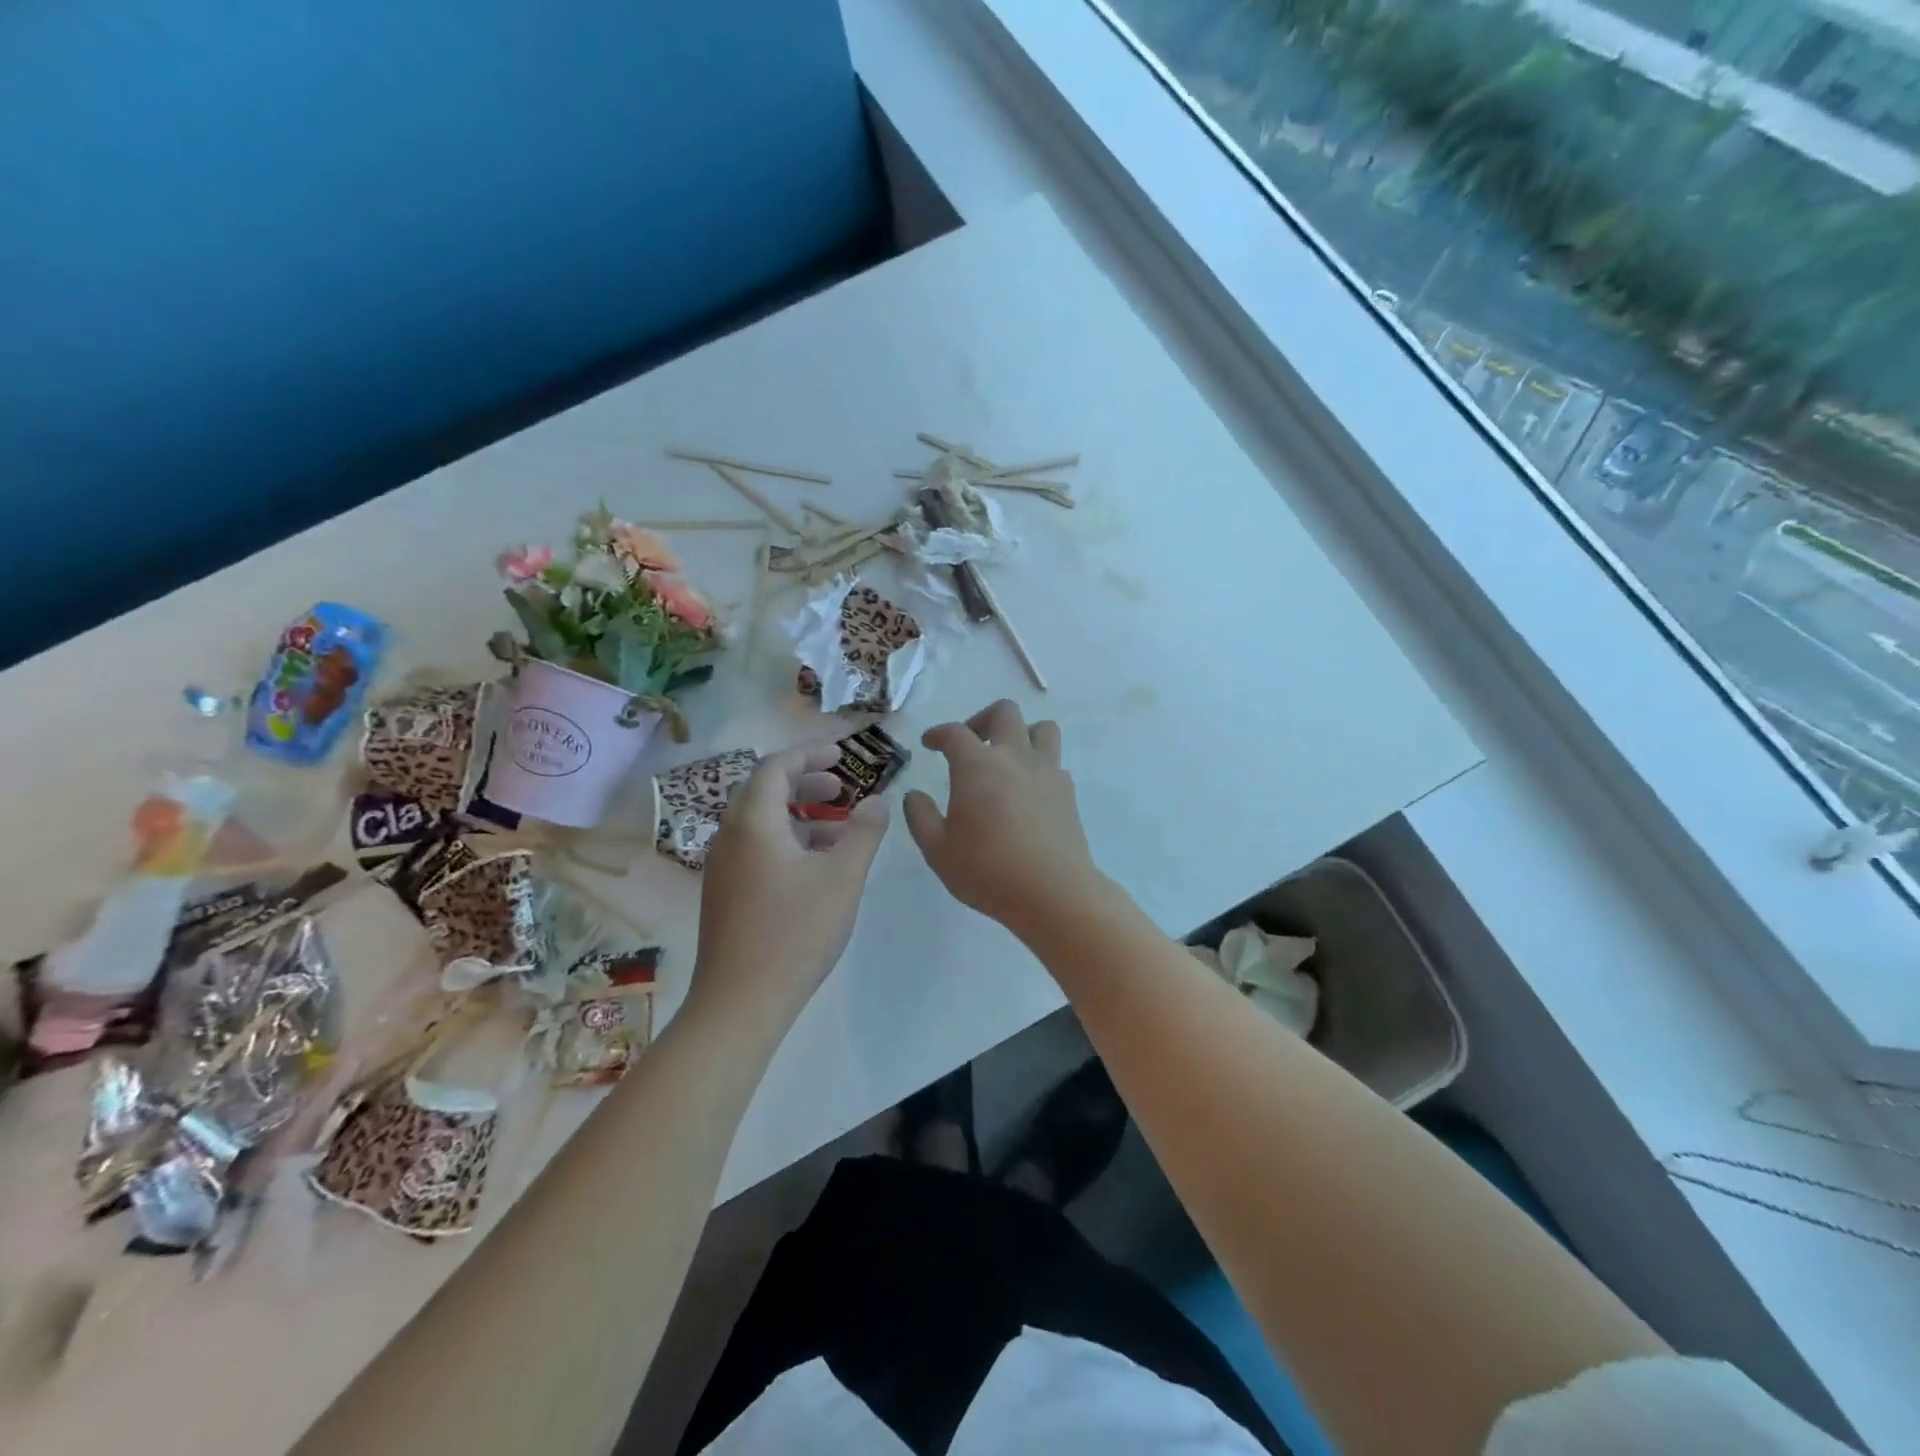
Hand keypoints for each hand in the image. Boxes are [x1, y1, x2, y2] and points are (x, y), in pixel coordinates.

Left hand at [688, 744, 889, 1033]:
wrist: (740, 1002)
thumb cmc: (795, 932)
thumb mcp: (842, 877)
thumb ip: (864, 832)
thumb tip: (879, 800)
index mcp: (753, 823)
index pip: (776, 767)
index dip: (809, 755)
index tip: (842, 755)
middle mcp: (729, 837)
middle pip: (763, 790)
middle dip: (804, 782)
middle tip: (841, 788)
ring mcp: (722, 867)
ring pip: (759, 822)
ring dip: (797, 814)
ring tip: (837, 827)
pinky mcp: (724, 893)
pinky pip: (755, 848)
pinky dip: (786, 840)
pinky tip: (815, 866)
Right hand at [903, 700, 1107, 939]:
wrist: (1053, 892)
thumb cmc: (987, 870)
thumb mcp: (938, 849)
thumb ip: (920, 817)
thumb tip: (914, 795)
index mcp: (977, 765)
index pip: (955, 732)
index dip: (938, 733)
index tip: (929, 744)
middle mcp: (1014, 757)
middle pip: (1004, 712)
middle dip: (982, 720)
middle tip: (970, 745)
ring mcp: (1047, 772)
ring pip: (1042, 728)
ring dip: (1021, 734)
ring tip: (1006, 759)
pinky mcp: (1068, 793)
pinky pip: (1055, 762)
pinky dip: (1039, 766)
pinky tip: (1027, 792)